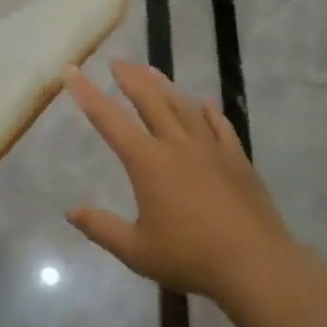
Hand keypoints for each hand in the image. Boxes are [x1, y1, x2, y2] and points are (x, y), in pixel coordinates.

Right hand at [66, 62, 294, 307]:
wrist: (255, 265)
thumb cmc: (190, 258)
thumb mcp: (136, 251)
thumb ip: (102, 228)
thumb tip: (70, 211)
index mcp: (148, 162)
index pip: (109, 120)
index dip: (87, 94)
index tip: (72, 72)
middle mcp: (177, 145)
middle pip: (150, 100)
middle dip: (131, 78)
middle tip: (118, 61)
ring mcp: (210, 148)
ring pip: (183, 106)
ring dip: (165, 86)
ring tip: (152, 71)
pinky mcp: (237, 159)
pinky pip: (219, 125)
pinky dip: (208, 111)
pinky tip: (204, 102)